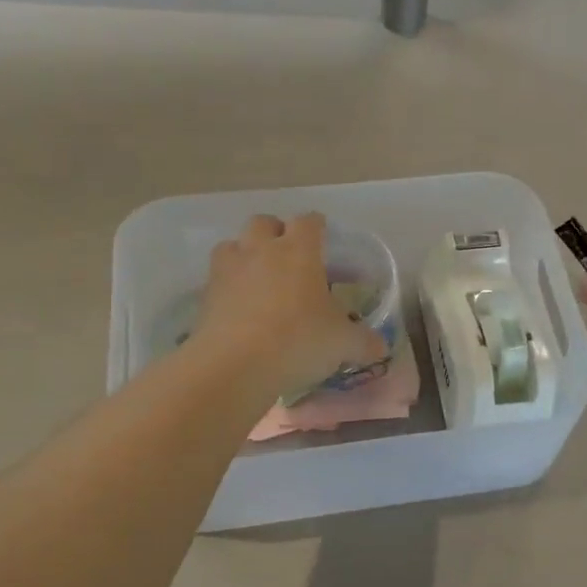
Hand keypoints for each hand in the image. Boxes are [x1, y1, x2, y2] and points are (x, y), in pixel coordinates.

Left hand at [194, 214, 385, 394]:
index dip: (317, 226)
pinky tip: (239, 308)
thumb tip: (380, 346)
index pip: (309, 221)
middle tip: (288, 255)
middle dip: (275, 232)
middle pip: (264, 222)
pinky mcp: (205, 296)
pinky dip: (228, 287)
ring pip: (233, 245)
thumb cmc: (298, 340)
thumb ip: (363, 341)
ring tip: (257, 278)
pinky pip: (216, 279)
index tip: (324, 236)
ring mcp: (229, 270)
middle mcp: (261, 250)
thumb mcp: (342, 344)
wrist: (235, 365)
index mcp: (299, 251)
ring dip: (245, 254)